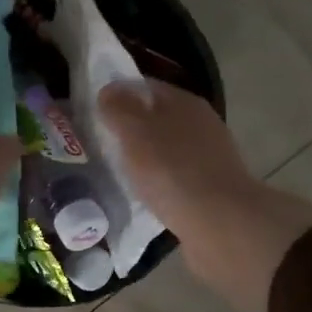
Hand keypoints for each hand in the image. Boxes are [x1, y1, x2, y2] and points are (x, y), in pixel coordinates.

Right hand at [98, 80, 311, 311]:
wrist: (220, 224)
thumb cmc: (173, 171)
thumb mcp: (136, 133)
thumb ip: (119, 108)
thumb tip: (108, 89)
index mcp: (184, 102)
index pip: (146, 87)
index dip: (118, 93)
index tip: (92, 110)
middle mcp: (200, 124)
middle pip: (157, 117)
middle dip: (129, 127)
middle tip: (98, 142)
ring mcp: (208, 157)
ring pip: (166, 148)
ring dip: (143, 156)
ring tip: (115, 170)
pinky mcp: (209, 188)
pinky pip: (174, 177)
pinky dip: (157, 181)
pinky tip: (141, 195)